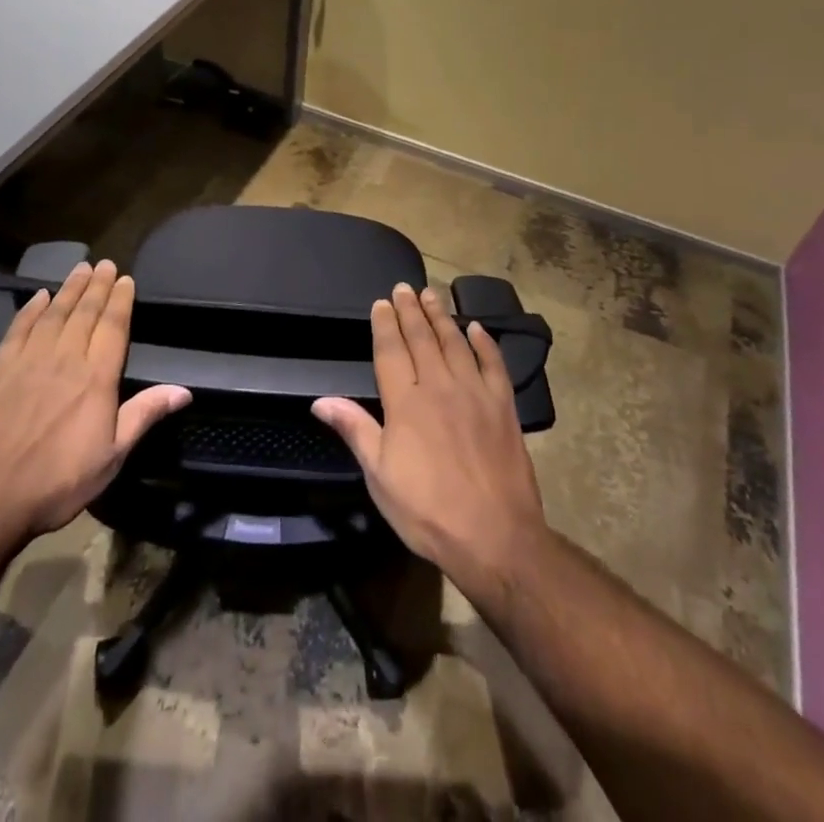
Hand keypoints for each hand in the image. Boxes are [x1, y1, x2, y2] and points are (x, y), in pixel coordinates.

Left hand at [0, 260, 189, 552]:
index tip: (126, 279)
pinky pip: (18, 331)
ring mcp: (29, 363)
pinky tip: (38, 297)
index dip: (121, 301)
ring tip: (80, 269)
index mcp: (96, 379)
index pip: (113, 328)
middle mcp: (65, 360)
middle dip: (98, 286)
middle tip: (105, 264)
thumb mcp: (111, 457)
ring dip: (69, 290)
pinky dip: (29, 311)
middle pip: (85, 314)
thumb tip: (184, 390)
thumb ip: (144, 415)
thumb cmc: (56, 483)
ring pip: (54, 315)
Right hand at [313, 284, 546, 599]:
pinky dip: (485, 343)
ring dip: (442, 317)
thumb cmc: (427, 510)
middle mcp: (439, 386)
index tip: (382, 302)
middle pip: (422, 339)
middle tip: (405, 288)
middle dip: (411, 311)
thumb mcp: (379, 476)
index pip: (391, 351)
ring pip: (455, 343)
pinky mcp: (503, 406)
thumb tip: (320, 400)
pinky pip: (494, 363)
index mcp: (406, 403)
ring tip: (432, 296)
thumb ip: (354, 430)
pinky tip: (477, 328)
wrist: (494, 535)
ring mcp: (475, 393)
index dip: (385, 324)